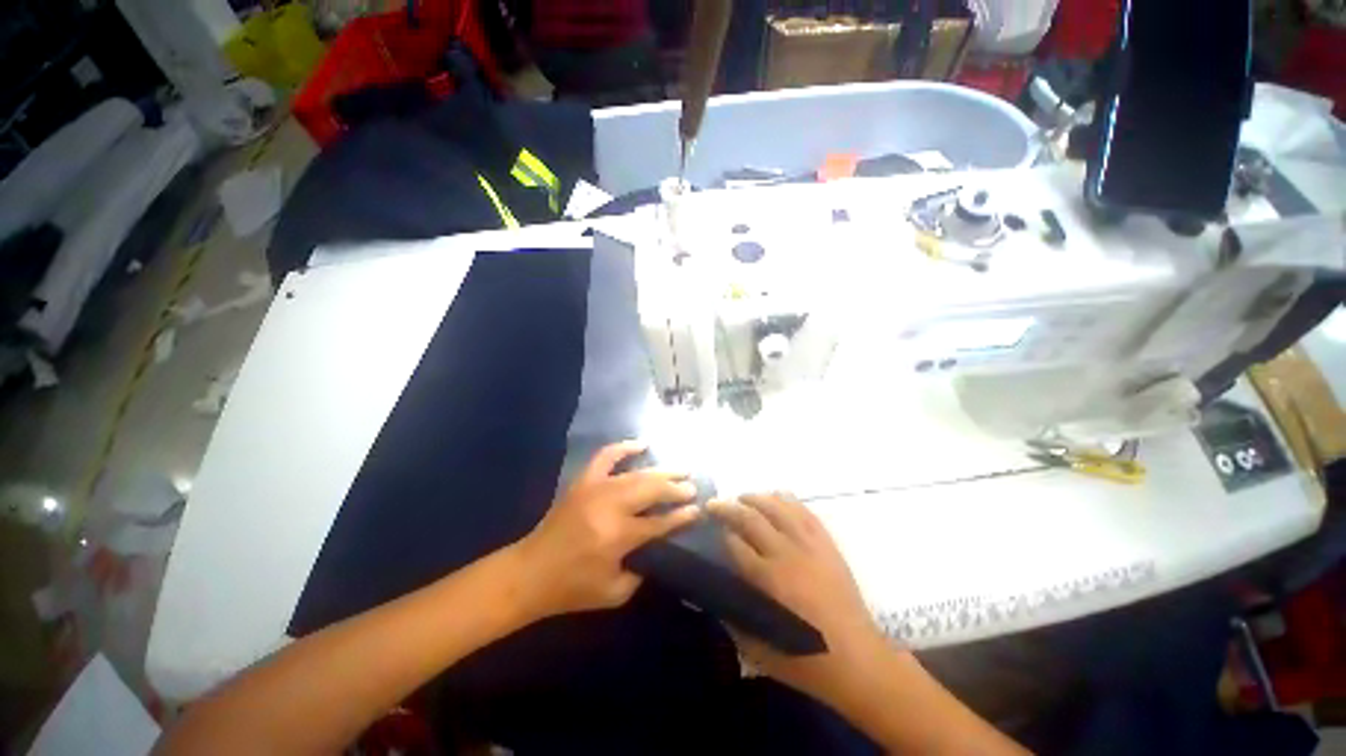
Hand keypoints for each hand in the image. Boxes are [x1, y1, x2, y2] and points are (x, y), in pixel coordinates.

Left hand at [514, 441, 700, 618]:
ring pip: (636, 474)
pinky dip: (624, 447)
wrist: (530, 572)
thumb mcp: (615, 593)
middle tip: (692, 487)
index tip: (697, 510)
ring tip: (681, 469)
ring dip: (661, 471)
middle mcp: (609, 506)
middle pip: (651, 490)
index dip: (680, 516)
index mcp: (617, 536)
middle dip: (675, 488)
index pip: (659, 522)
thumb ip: (643, 569)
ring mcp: (594, 489)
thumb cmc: (573, 588)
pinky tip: (642, 444)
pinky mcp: (583, 482)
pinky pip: (605, 456)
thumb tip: (659, 546)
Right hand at [709, 493, 892, 705]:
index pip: (735, 544)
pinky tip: (776, 496)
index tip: (711, 528)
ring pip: (777, 508)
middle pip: (751, 519)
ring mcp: (809, 545)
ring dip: (755, 498)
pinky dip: (788, 500)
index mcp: (768, 580)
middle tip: (713, 504)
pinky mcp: (827, 544)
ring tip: (741, 497)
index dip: (721, 533)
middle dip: (728, 508)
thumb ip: (733, 620)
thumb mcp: (760, 651)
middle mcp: (786, 555)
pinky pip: (805, 512)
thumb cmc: (808, 661)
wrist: (859, 660)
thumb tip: (714, 596)